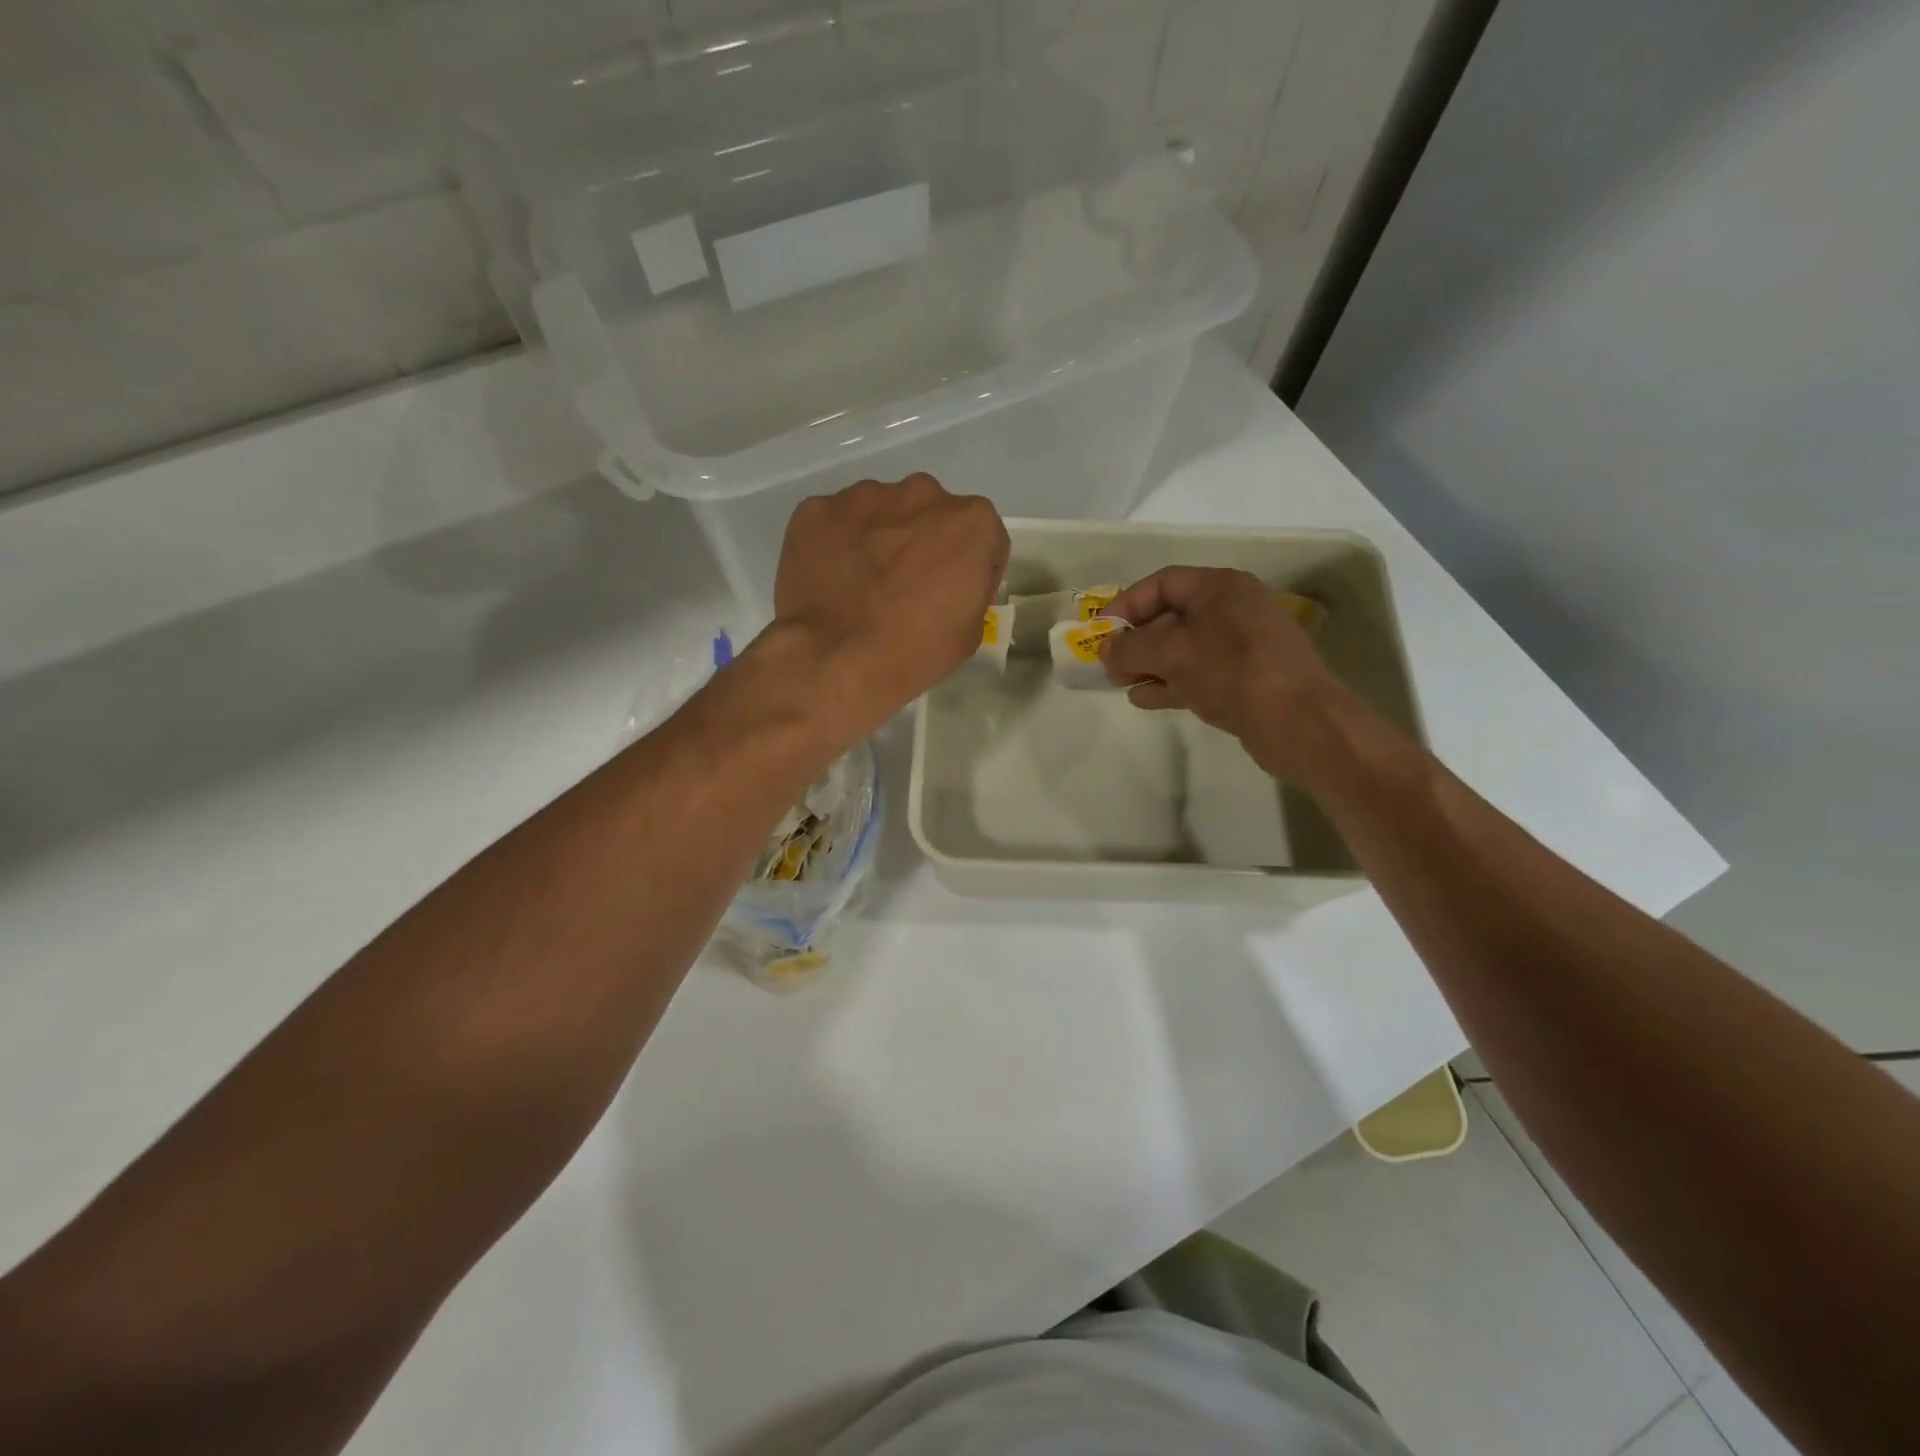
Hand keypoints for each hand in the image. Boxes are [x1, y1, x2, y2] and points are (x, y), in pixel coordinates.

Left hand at [772, 473, 1008, 736]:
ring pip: (881, 512)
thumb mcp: (970, 632)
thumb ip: (969, 590)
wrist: (836, 658)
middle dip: (923, 542)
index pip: (983, 537)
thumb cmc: (915, 651)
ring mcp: (865, 496)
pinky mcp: (818, 508)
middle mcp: (923, 493)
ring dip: (880, 538)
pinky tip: (832, 580)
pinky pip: (836, 522)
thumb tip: (951, 585)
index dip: (971, 568)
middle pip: (930, 514)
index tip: (953, 594)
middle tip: (905, 586)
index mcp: (972, 521)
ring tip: (862, 585)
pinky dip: (836, 543)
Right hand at [1100, 566, 1366, 784]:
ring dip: (1149, 664)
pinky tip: (1145, 699)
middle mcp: (1233, 610)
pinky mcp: (1246, 680)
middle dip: (1136, 639)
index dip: (1127, 604)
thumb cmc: (1232, 672)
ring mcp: (1242, 647)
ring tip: (1121, 684)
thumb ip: (1130, 647)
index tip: (1101, 633)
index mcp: (1222, 587)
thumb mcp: (1171, 653)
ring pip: (1183, 648)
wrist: (1299, 723)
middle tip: (1109, 665)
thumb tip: (1106, 649)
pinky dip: (1170, 683)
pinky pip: (1198, 673)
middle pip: (1172, 616)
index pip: (1163, 583)